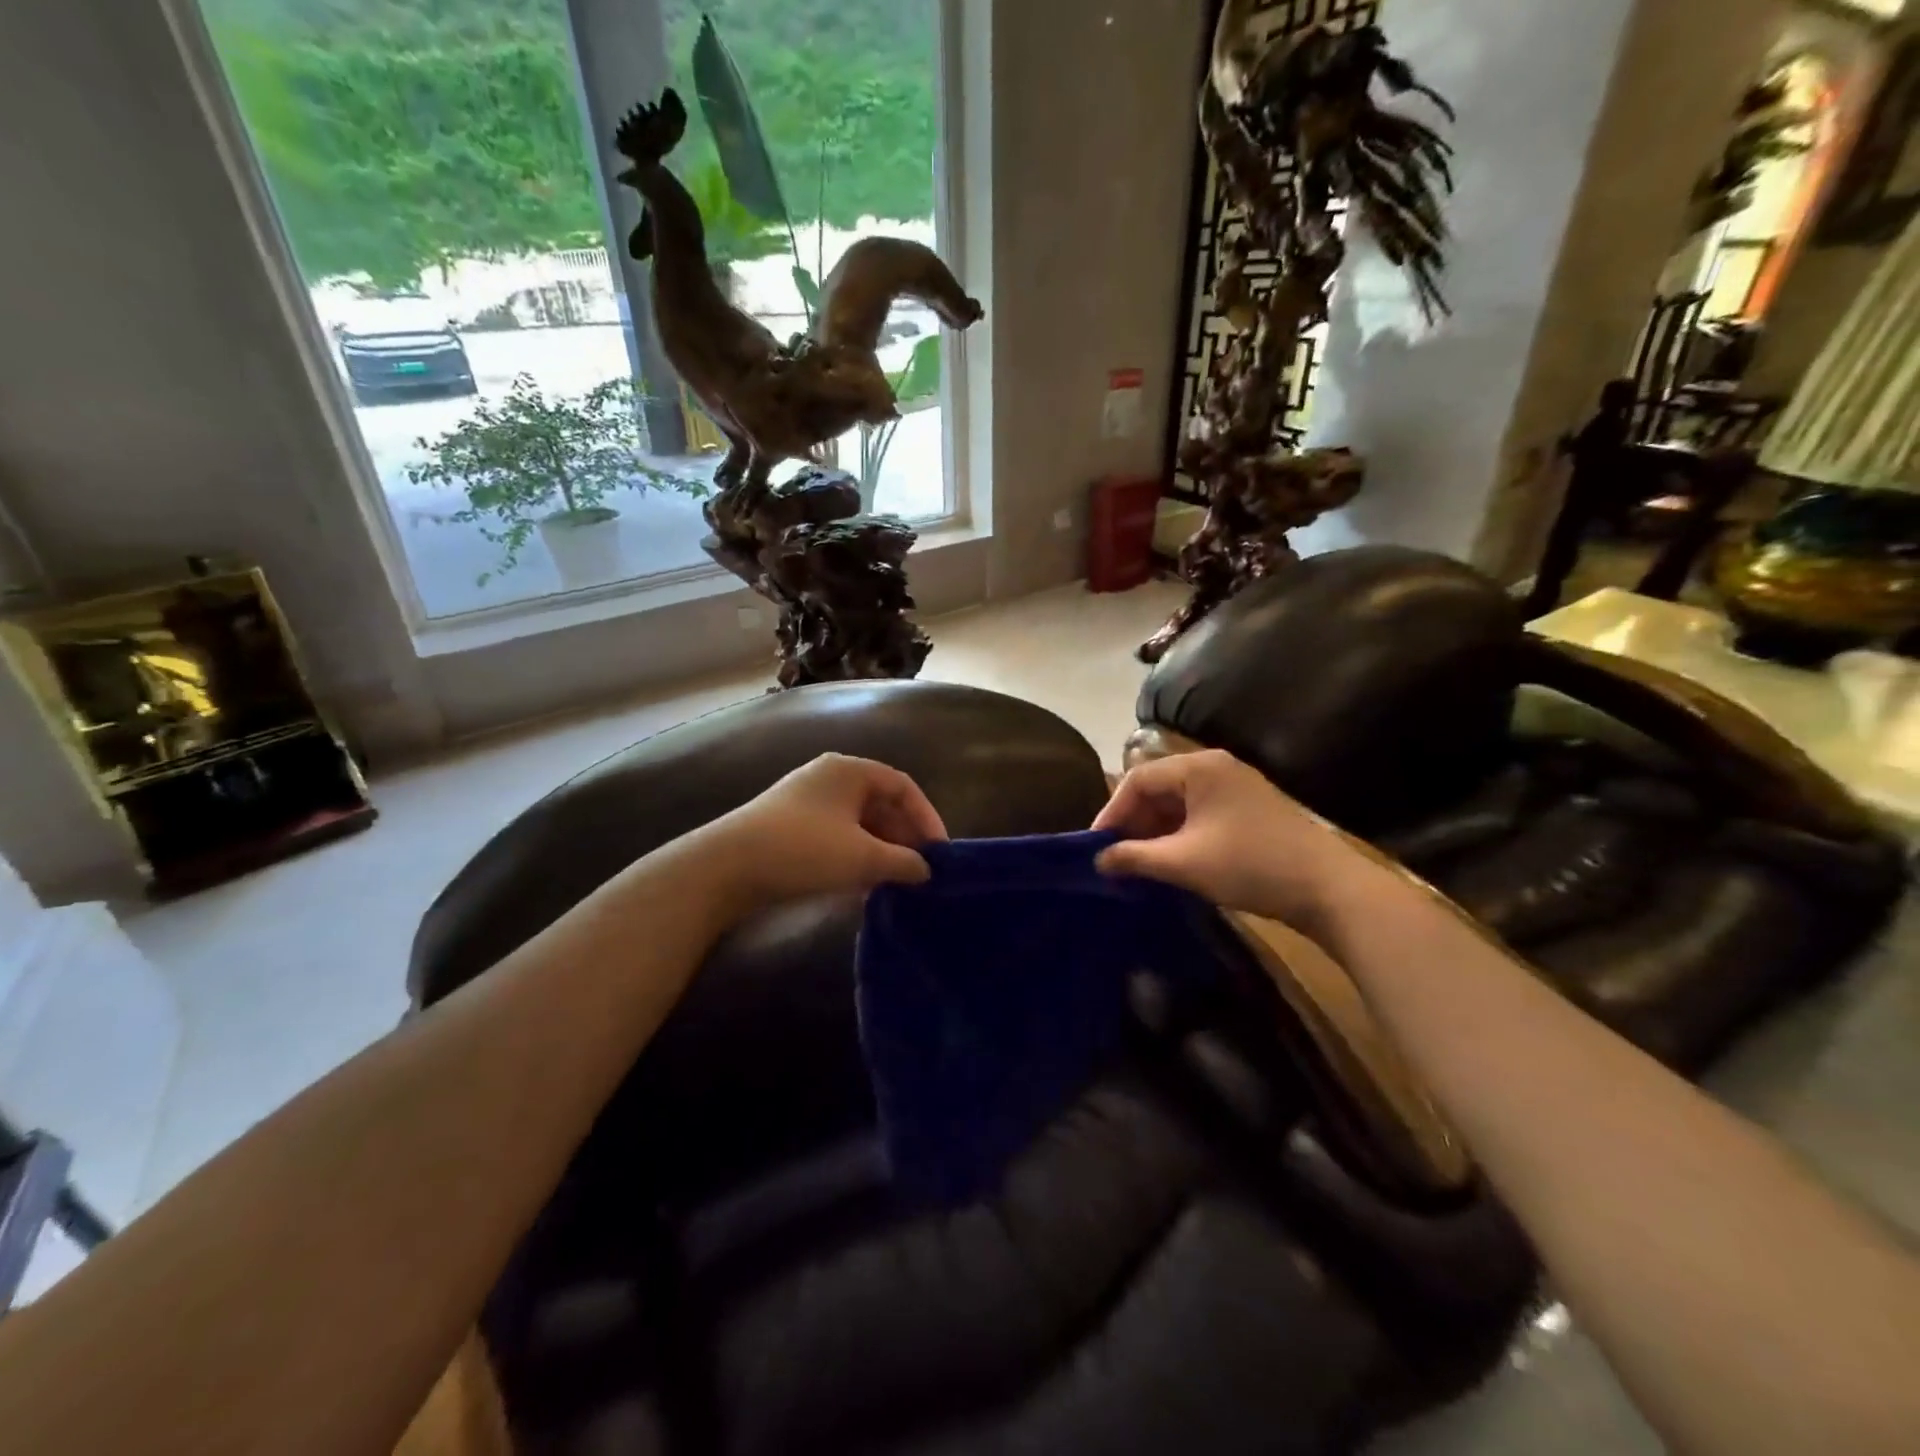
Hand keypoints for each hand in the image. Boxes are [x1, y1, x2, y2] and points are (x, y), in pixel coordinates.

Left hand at [694, 754, 948, 913]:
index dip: (927, 818)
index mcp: (850, 770)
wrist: (726, 867)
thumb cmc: (804, 849)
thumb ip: (903, 862)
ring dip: (880, 851)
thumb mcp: (862, 857)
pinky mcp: (790, 825)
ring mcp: (807, 800)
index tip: (939, 853)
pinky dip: (855, 856)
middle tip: (919, 871)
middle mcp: (830, 777)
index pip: (903, 787)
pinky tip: (862, 886)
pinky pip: (837, 835)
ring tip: (895, 882)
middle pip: (880, 804)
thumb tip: (925, 870)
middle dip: (903, 838)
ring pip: (858, 823)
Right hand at [1093, 749, 1383, 927]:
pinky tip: (1172, 861)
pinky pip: (1200, 814)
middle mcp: (1216, 767)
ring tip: (1140, 864)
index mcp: (1198, 768)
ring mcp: (1236, 787)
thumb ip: (1134, 857)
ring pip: (1179, 803)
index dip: (1111, 812)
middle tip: (1116, 857)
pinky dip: (1180, 834)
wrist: (1329, 890)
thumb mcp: (1184, 863)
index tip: (1095, 847)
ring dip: (1156, 831)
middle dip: (1133, 822)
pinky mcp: (1249, 809)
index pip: (1137, 780)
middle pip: (1158, 787)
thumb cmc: (1250, 866)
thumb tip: (1098, 860)